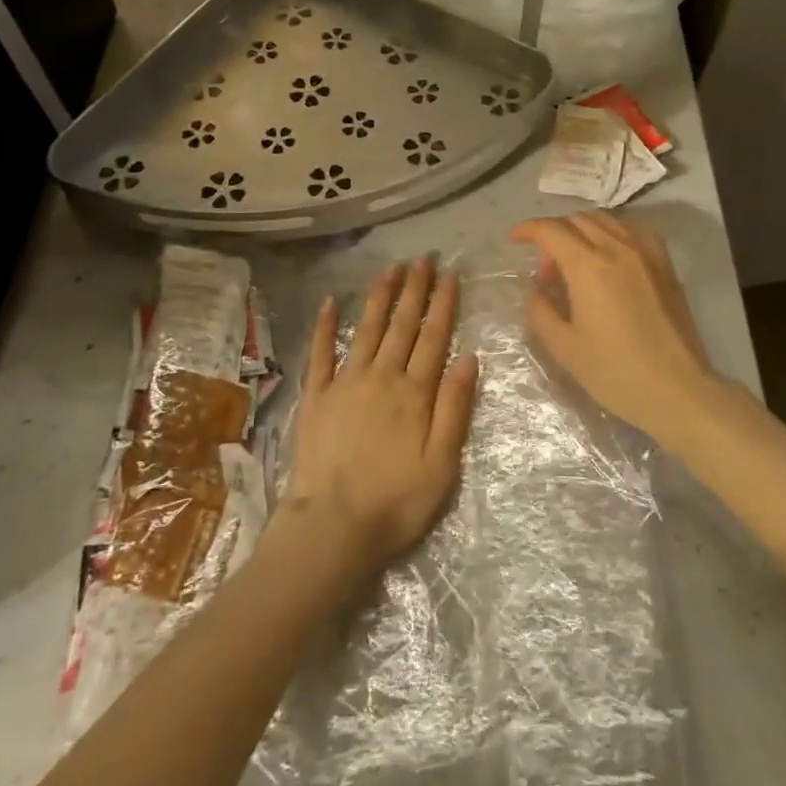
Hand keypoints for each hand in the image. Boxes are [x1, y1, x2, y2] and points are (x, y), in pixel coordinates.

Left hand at [286, 258, 478, 573]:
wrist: (333, 526)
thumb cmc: (396, 501)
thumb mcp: (442, 464)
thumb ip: (455, 408)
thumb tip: (469, 357)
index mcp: (414, 393)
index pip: (434, 338)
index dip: (443, 305)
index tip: (449, 275)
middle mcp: (381, 377)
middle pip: (402, 325)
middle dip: (414, 290)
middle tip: (422, 258)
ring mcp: (345, 382)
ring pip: (367, 329)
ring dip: (380, 297)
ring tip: (390, 268)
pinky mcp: (316, 396)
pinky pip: (320, 353)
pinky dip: (325, 326)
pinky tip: (331, 302)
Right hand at [511, 212, 721, 445]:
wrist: (677, 390)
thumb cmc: (616, 372)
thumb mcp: (565, 347)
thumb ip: (541, 311)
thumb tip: (535, 289)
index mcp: (588, 267)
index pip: (551, 230)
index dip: (528, 229)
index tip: (514, 239)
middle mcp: (617, 248)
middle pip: (577, 219)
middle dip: (553, 232)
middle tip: (545, 265)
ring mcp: (646, 252)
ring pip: (606, 220)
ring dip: (581, 228)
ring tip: (574, 257)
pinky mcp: (665, 263)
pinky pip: (632, 230)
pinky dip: (612, 232)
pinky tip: (608, 255)